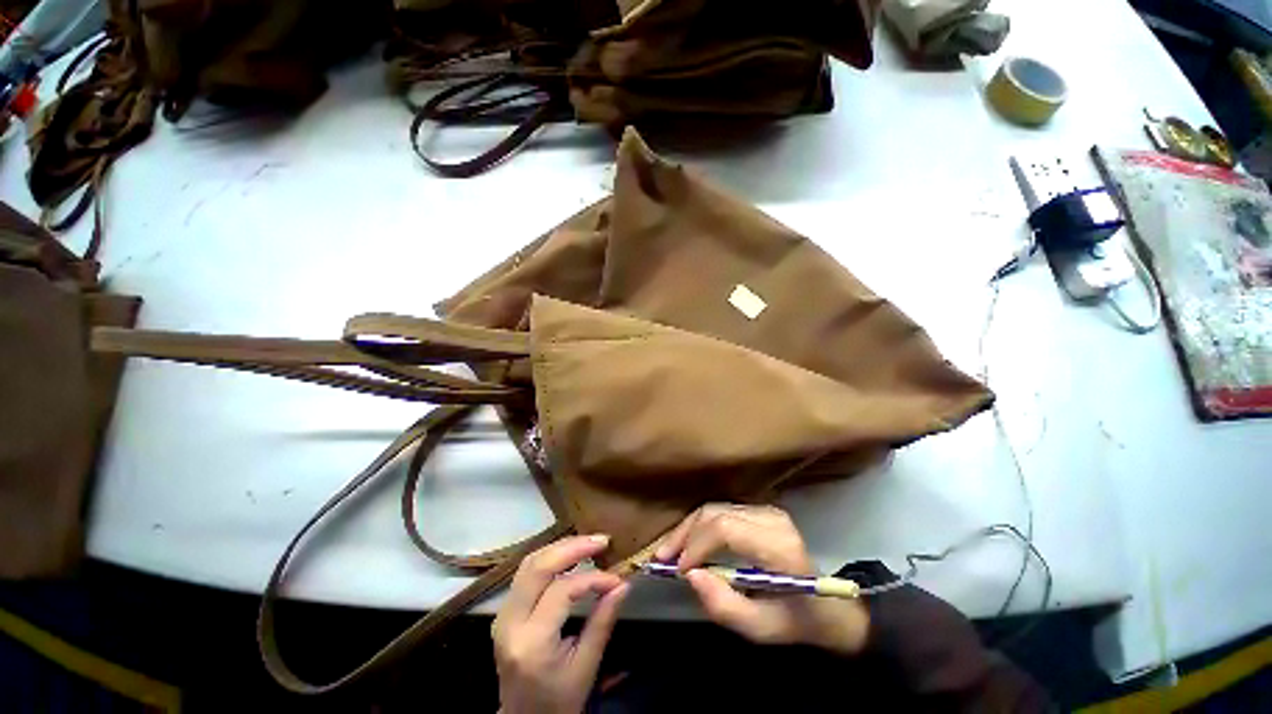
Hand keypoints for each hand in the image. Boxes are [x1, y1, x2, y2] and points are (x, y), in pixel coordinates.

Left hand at [493, 535, 629, 713]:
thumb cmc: (558, 700)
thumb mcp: (586, 667)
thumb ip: (603, 622)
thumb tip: (623, 585)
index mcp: (531, 643)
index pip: (562, 591)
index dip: (592, 579)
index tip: (616, 579)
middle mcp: (510, 623)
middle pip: (538, 567)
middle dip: (572, 547)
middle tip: (601, 540)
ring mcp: (502, 615)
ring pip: (529, 563)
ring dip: (560, 548)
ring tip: (588, 543)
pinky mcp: (505, 611)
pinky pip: (526, 572)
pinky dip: (549, 558)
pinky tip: (569, 555)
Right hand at [654, 504, 868, 654]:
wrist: (831, 605)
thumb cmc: (797, 620)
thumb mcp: (761, 628)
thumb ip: (724, 606)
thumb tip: (690, 576)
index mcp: (778, 546)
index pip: (726, 529)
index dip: (696, 545)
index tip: (677, 569)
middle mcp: (771, 518)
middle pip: (715, 514)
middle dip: (685, 534)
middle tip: (662, 558)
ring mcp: (766, 510)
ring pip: (715, 509)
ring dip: (688, 528)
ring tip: (669, 551)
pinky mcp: (760, 510)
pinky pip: (721, 512)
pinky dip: (700, 526)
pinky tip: (688, 543)